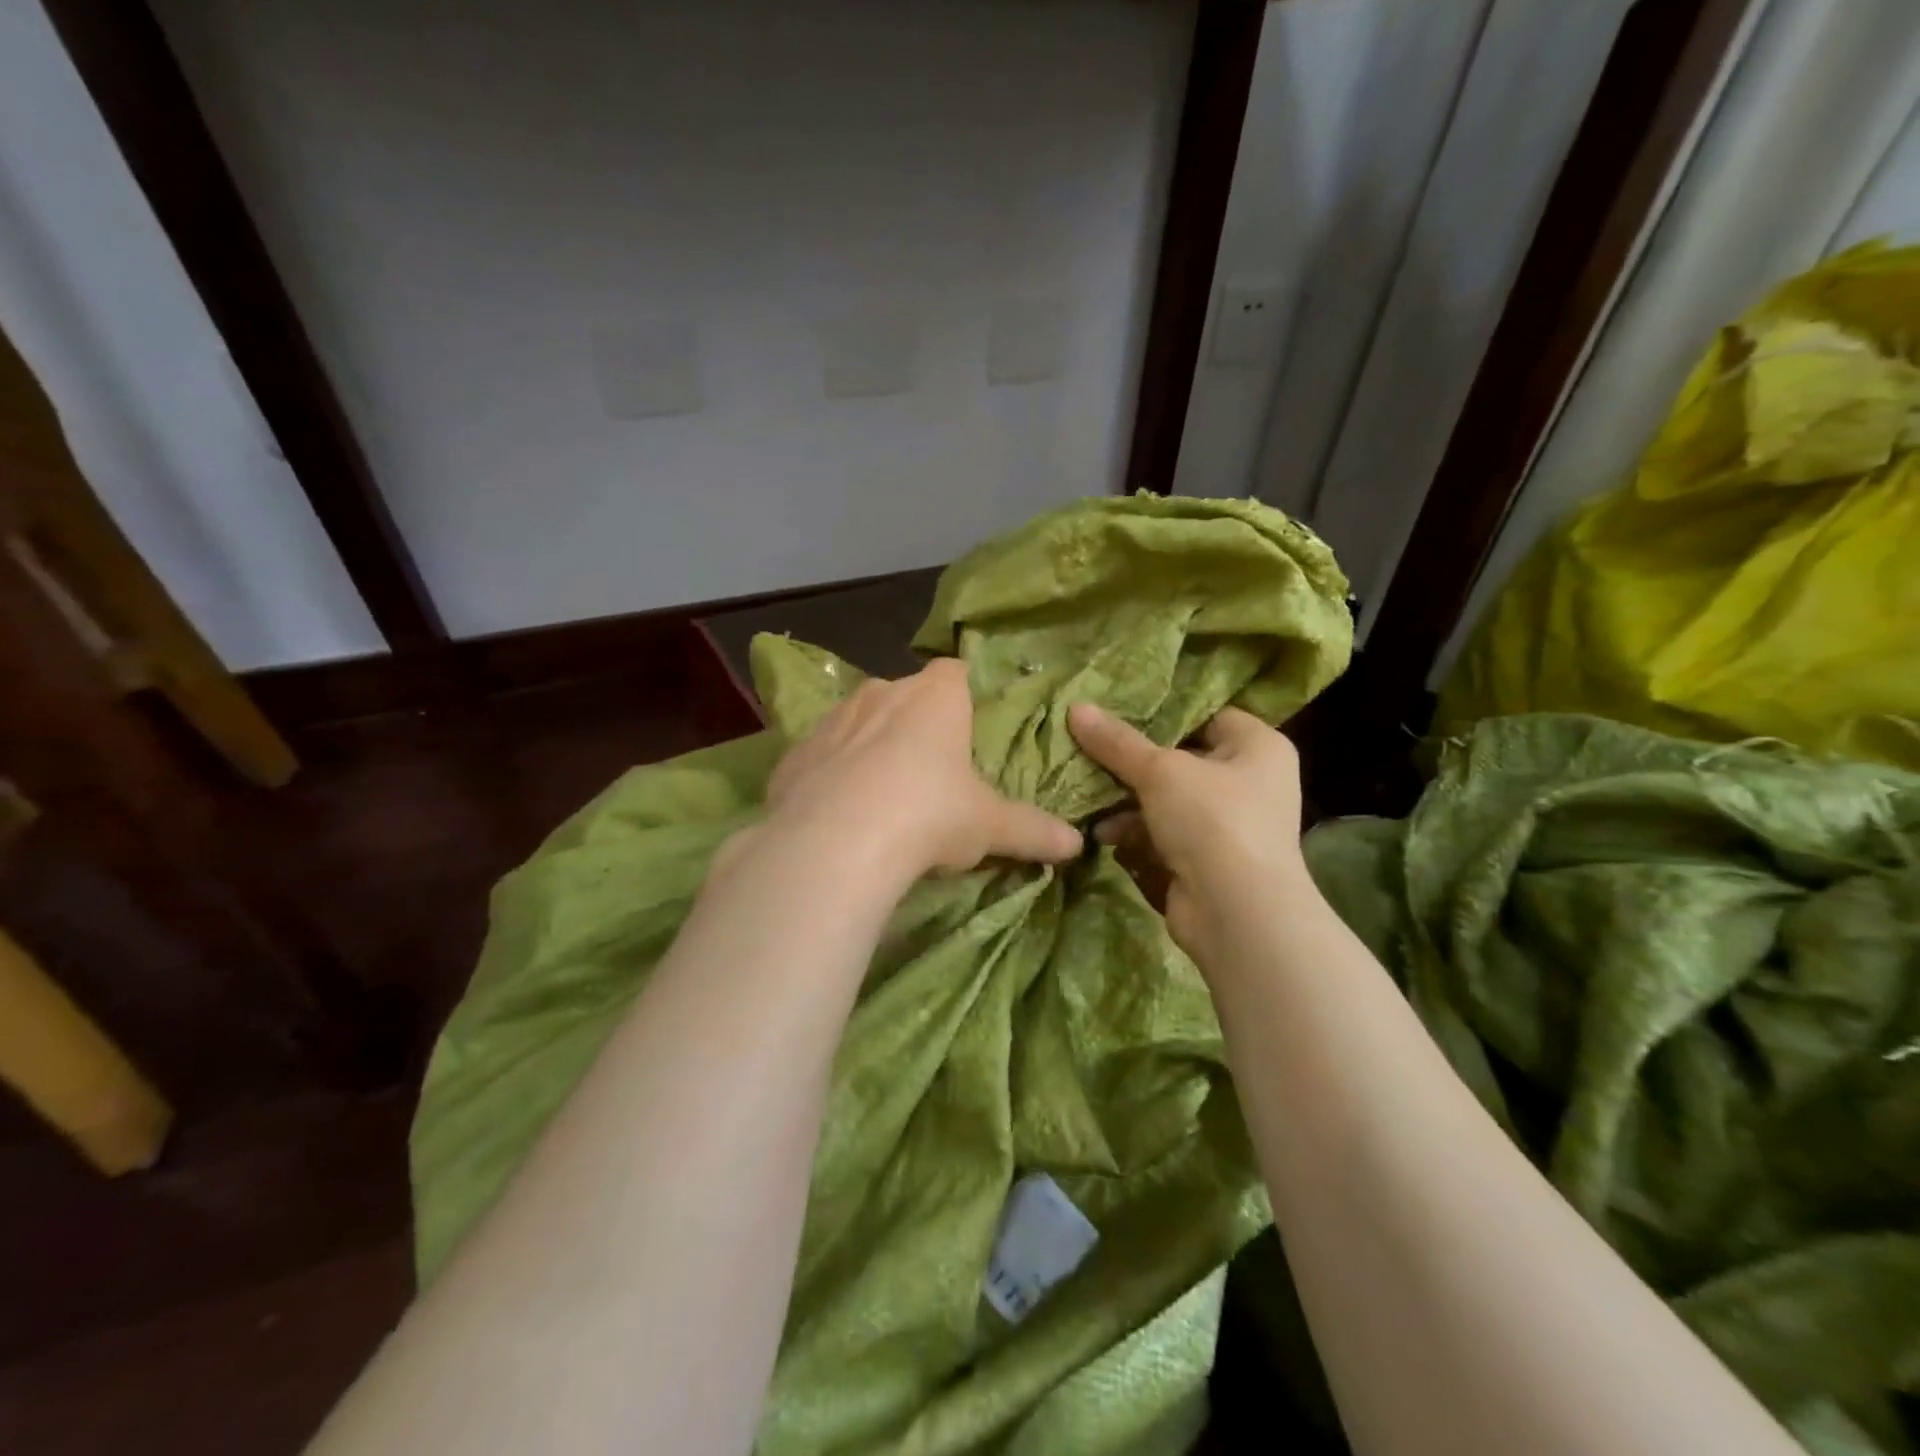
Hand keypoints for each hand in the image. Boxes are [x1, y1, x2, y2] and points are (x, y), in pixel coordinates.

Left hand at [758, 658, 1081, 881]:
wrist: (837, 841)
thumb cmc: (930, 814)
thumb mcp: (990, 826)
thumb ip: (1034, 831)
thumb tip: (1078, 845)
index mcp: (935, 697)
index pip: (956, 673)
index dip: (964, 694)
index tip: (970, 726)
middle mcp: (882, 693)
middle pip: (905, 695)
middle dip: (916, 722)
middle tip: (932, 770)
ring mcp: (833, 720)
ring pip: (859, 720)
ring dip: (871, 745)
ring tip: (883, 794)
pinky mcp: (794, 754)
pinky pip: (821, 755)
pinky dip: (831, 774)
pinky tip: (838, 812)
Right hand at [1067, 703, 1310, 965]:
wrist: (1238, 913)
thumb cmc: (1212, 820)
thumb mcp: (1159, 771)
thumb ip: (1116, 741)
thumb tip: (1075, 707)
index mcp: (1257, 747)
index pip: (1206, 716)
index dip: (1163, 714)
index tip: (1116, 711)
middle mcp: (1250, 782)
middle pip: (1181, 760)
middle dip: (1133, 763)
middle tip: (1089, 751)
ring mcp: (1229, 825)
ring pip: (1167, 801)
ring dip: (1127, 802)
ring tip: (1088, 798)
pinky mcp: (1207, 861)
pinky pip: (1165, 835)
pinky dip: (1137, 833)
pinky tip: (1104, 835)